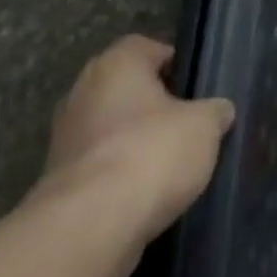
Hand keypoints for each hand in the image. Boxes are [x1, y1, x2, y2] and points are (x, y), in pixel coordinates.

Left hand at [27, 35, 234, 276]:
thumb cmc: (151, 154)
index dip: (176, 66)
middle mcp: (82, 92)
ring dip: (135, 145)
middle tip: (187, 127)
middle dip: (155, 108)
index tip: (197, 90)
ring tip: (171, 167)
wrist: (89, 228)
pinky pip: (99, 169)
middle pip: (128, 91)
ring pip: (112, 132)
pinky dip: (119, 179)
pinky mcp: (57, 184)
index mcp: (116, 63)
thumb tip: (219, 111)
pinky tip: (146, 196)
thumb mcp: (204, 126)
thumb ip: (214, 112)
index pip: (149, 49)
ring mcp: (64, 139)